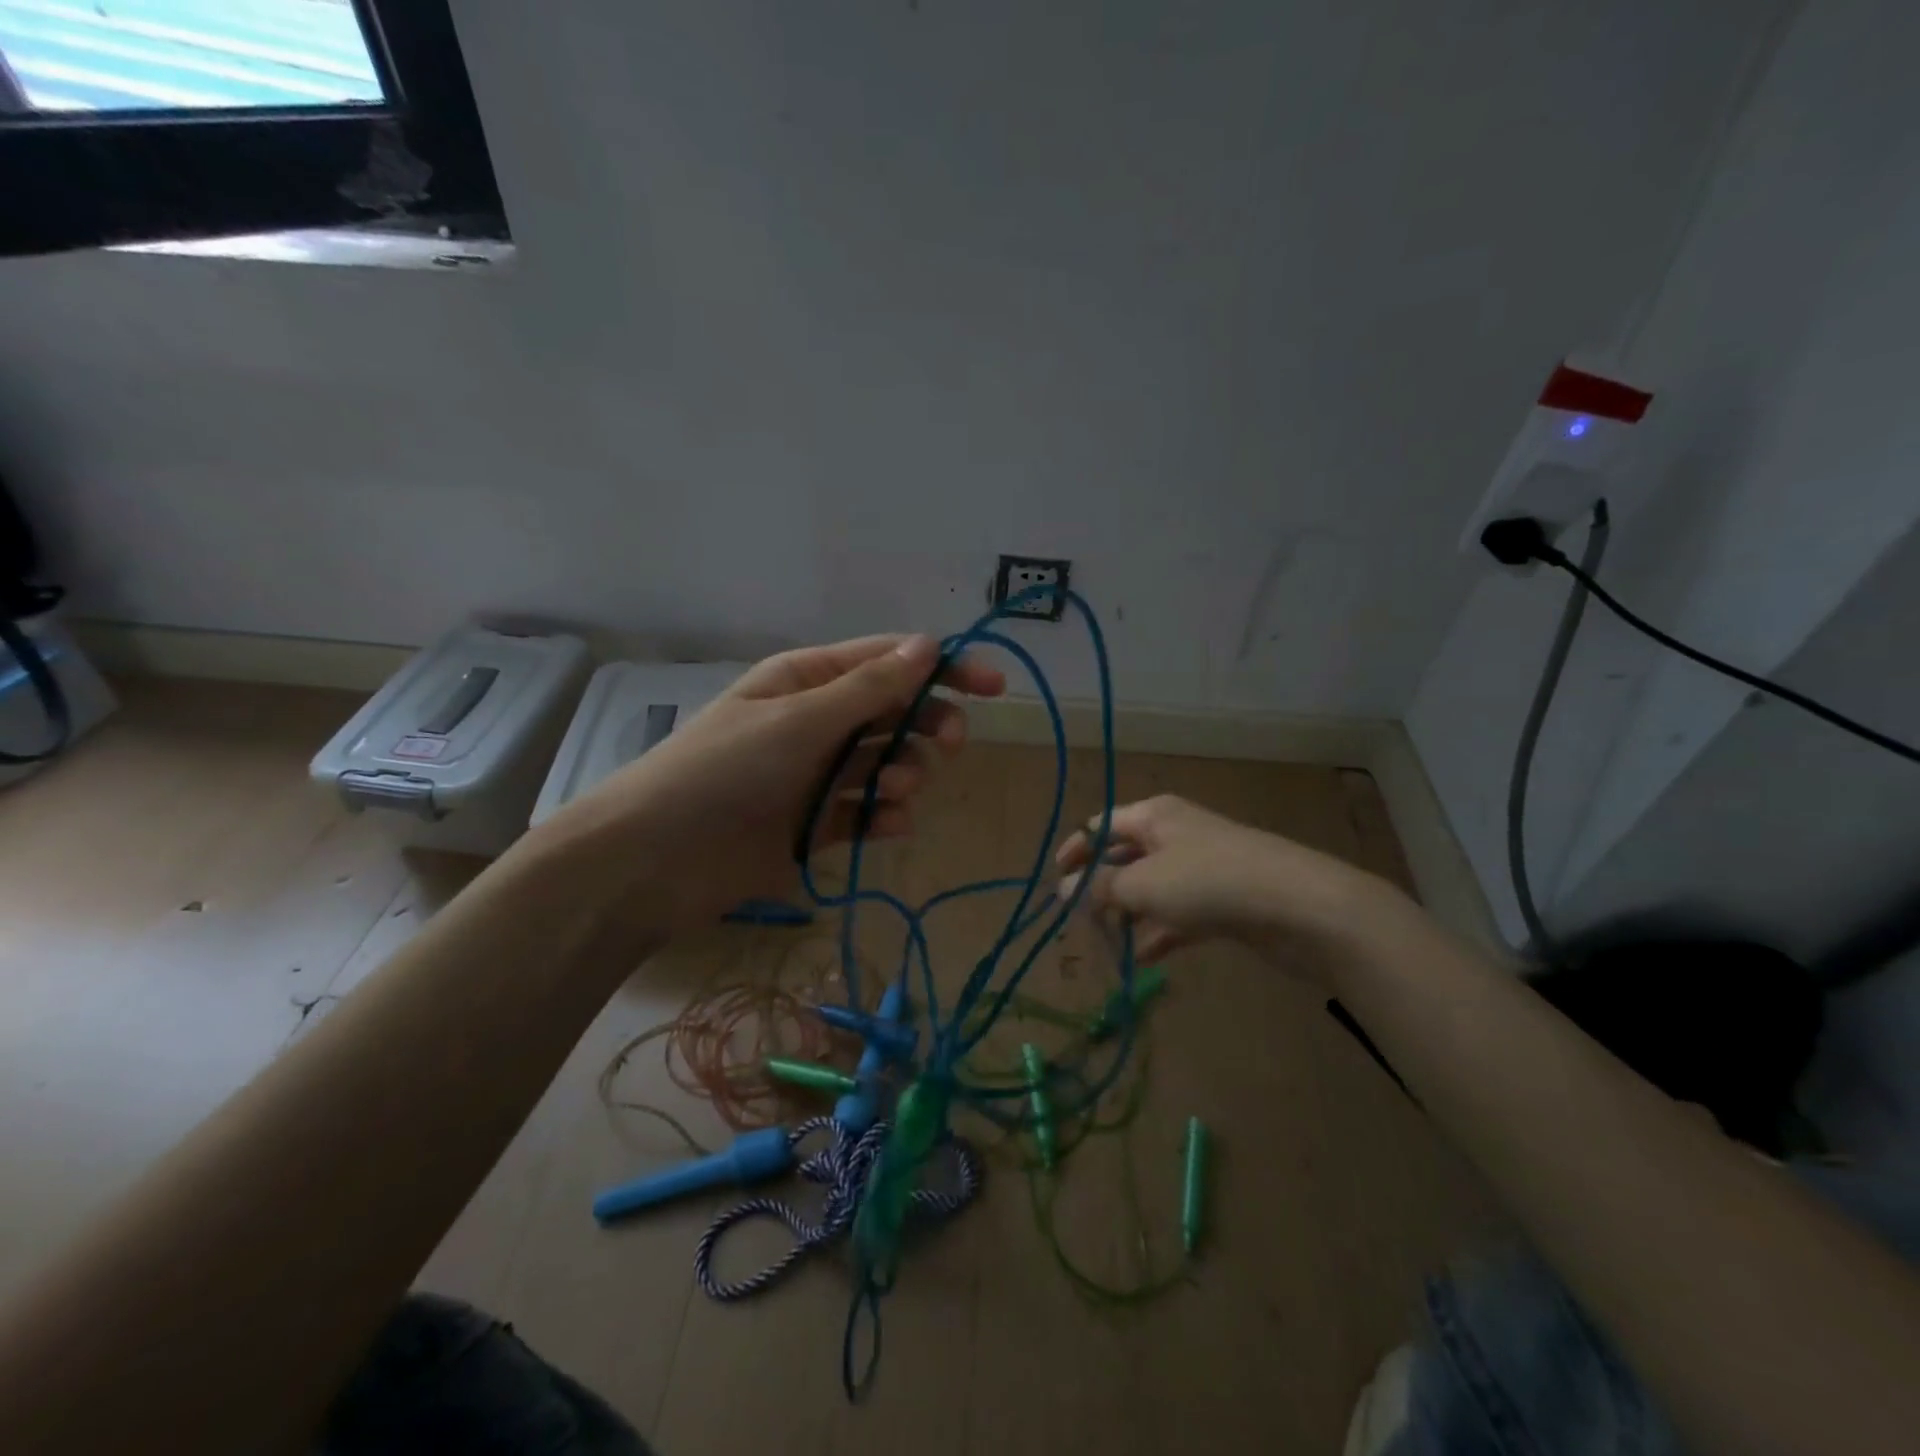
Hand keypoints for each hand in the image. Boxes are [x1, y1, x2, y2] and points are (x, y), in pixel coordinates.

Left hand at [532, 635, 1003, 935]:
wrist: (656, 860)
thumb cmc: (726, 771)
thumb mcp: (801, 720)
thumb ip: (869, 689)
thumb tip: (927, 644)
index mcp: (808, 680)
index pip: (889, 662)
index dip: (944, 669)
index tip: (995, 688)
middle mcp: (818, 721)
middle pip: (895, 713)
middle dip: (927, 726)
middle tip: (949, 744)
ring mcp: (818, 775)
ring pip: (888, 764)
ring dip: (905, 774)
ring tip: (894, 791)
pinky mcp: (817, 825)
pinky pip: (868, 812)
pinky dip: (886, 816)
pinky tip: (888, 825)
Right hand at [1054, 795, 1391, 967]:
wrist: (1301, 906)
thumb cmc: (1209, 882)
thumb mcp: (1143, 884)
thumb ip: (1100, 888)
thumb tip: (1065, 890)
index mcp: (1154, 816)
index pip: (1100, 826)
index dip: (1075, 852)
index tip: (1055, 884)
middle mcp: (1176, 835)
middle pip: (1125, 857)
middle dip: (1101, 888)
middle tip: (1079, 922)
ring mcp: (1203, 868)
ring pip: (1152, 888)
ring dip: (1129, 914)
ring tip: (1109, 944)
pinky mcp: (1225, 900)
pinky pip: (1180, 913)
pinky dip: (1161, 932)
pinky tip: (1145, 959)